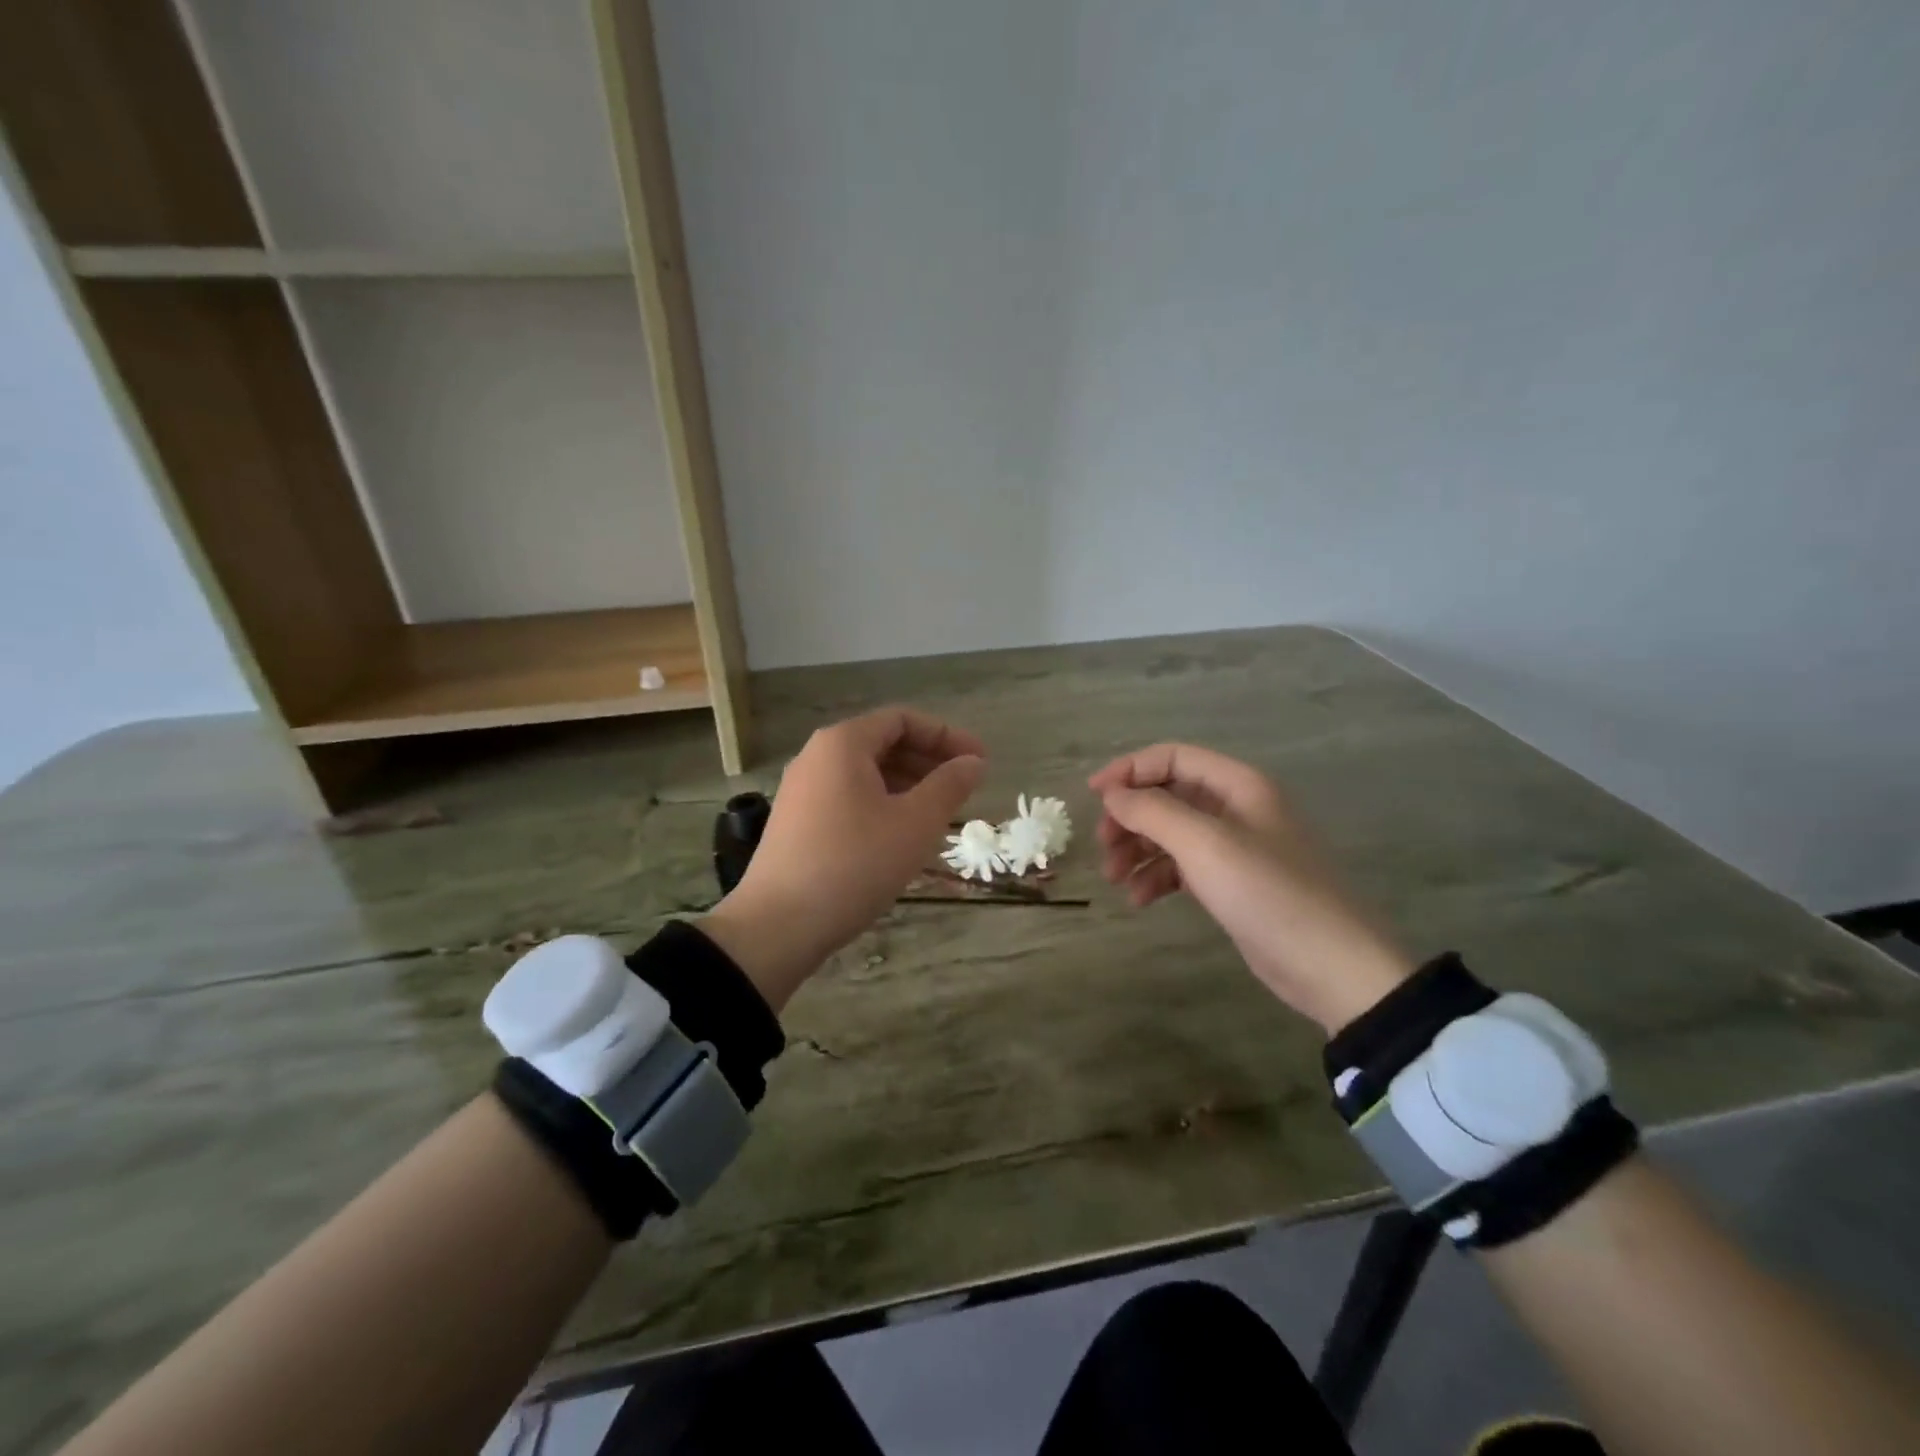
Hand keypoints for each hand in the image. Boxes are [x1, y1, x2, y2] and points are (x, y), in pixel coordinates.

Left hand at [703, 706, 985, 1010]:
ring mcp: (802, 790)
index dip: (946, 735)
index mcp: (843, 744)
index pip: (902, 719)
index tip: (979, 761)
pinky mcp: (797, 822)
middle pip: (882, 743)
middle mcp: (816, 757)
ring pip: (865, 774)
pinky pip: (848, 798)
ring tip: (939, 814)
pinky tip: (901, 837)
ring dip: (907, 786)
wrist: (779, 925)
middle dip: (928, 761)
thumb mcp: (915, 824)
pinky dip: (881, 805)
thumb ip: (949, 786)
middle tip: (964, 788)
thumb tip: (974, 762)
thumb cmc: (855, 863)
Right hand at [1089, 743, 1412, 1033]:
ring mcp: (1236, 846)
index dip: (1129, 771)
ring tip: (1114, 879)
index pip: (1173, 757)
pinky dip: (1157, 877)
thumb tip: (1112, 794)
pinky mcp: (1233, 882)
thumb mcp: (1205, 844)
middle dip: (1130, 817)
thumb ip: (1153, 812)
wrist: (1332, 966)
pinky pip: (1184, 866)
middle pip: (1168, 795)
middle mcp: (1237, 807)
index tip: (1093, 796)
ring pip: (1172, 833)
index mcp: (1238, 785)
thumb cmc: (1268, 893)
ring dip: (1138, 849)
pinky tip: (1139, 899)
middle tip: (1102, 845)